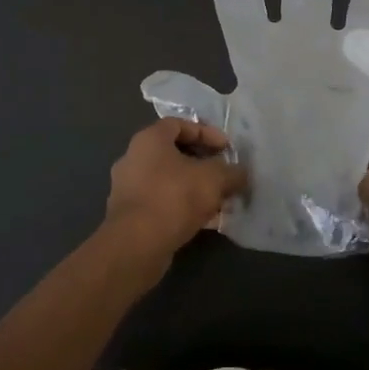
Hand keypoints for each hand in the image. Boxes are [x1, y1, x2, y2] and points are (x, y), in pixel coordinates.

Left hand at [102, 118, 248, 279]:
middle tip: (223, 174)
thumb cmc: (174, 197)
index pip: (179, 124)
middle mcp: (133, 158)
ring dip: (193, 187)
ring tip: (218, 199)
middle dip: (202, 163)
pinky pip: (161, 202)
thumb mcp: (214, 179)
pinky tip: (204, 220)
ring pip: (168, 180)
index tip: (226, 149)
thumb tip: (241, 174)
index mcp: (149, 139)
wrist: (136, 245)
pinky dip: (182, 206)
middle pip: (173, 153)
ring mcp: (128, 188)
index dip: (206, 133)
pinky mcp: (129, 215)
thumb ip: (231, 172)